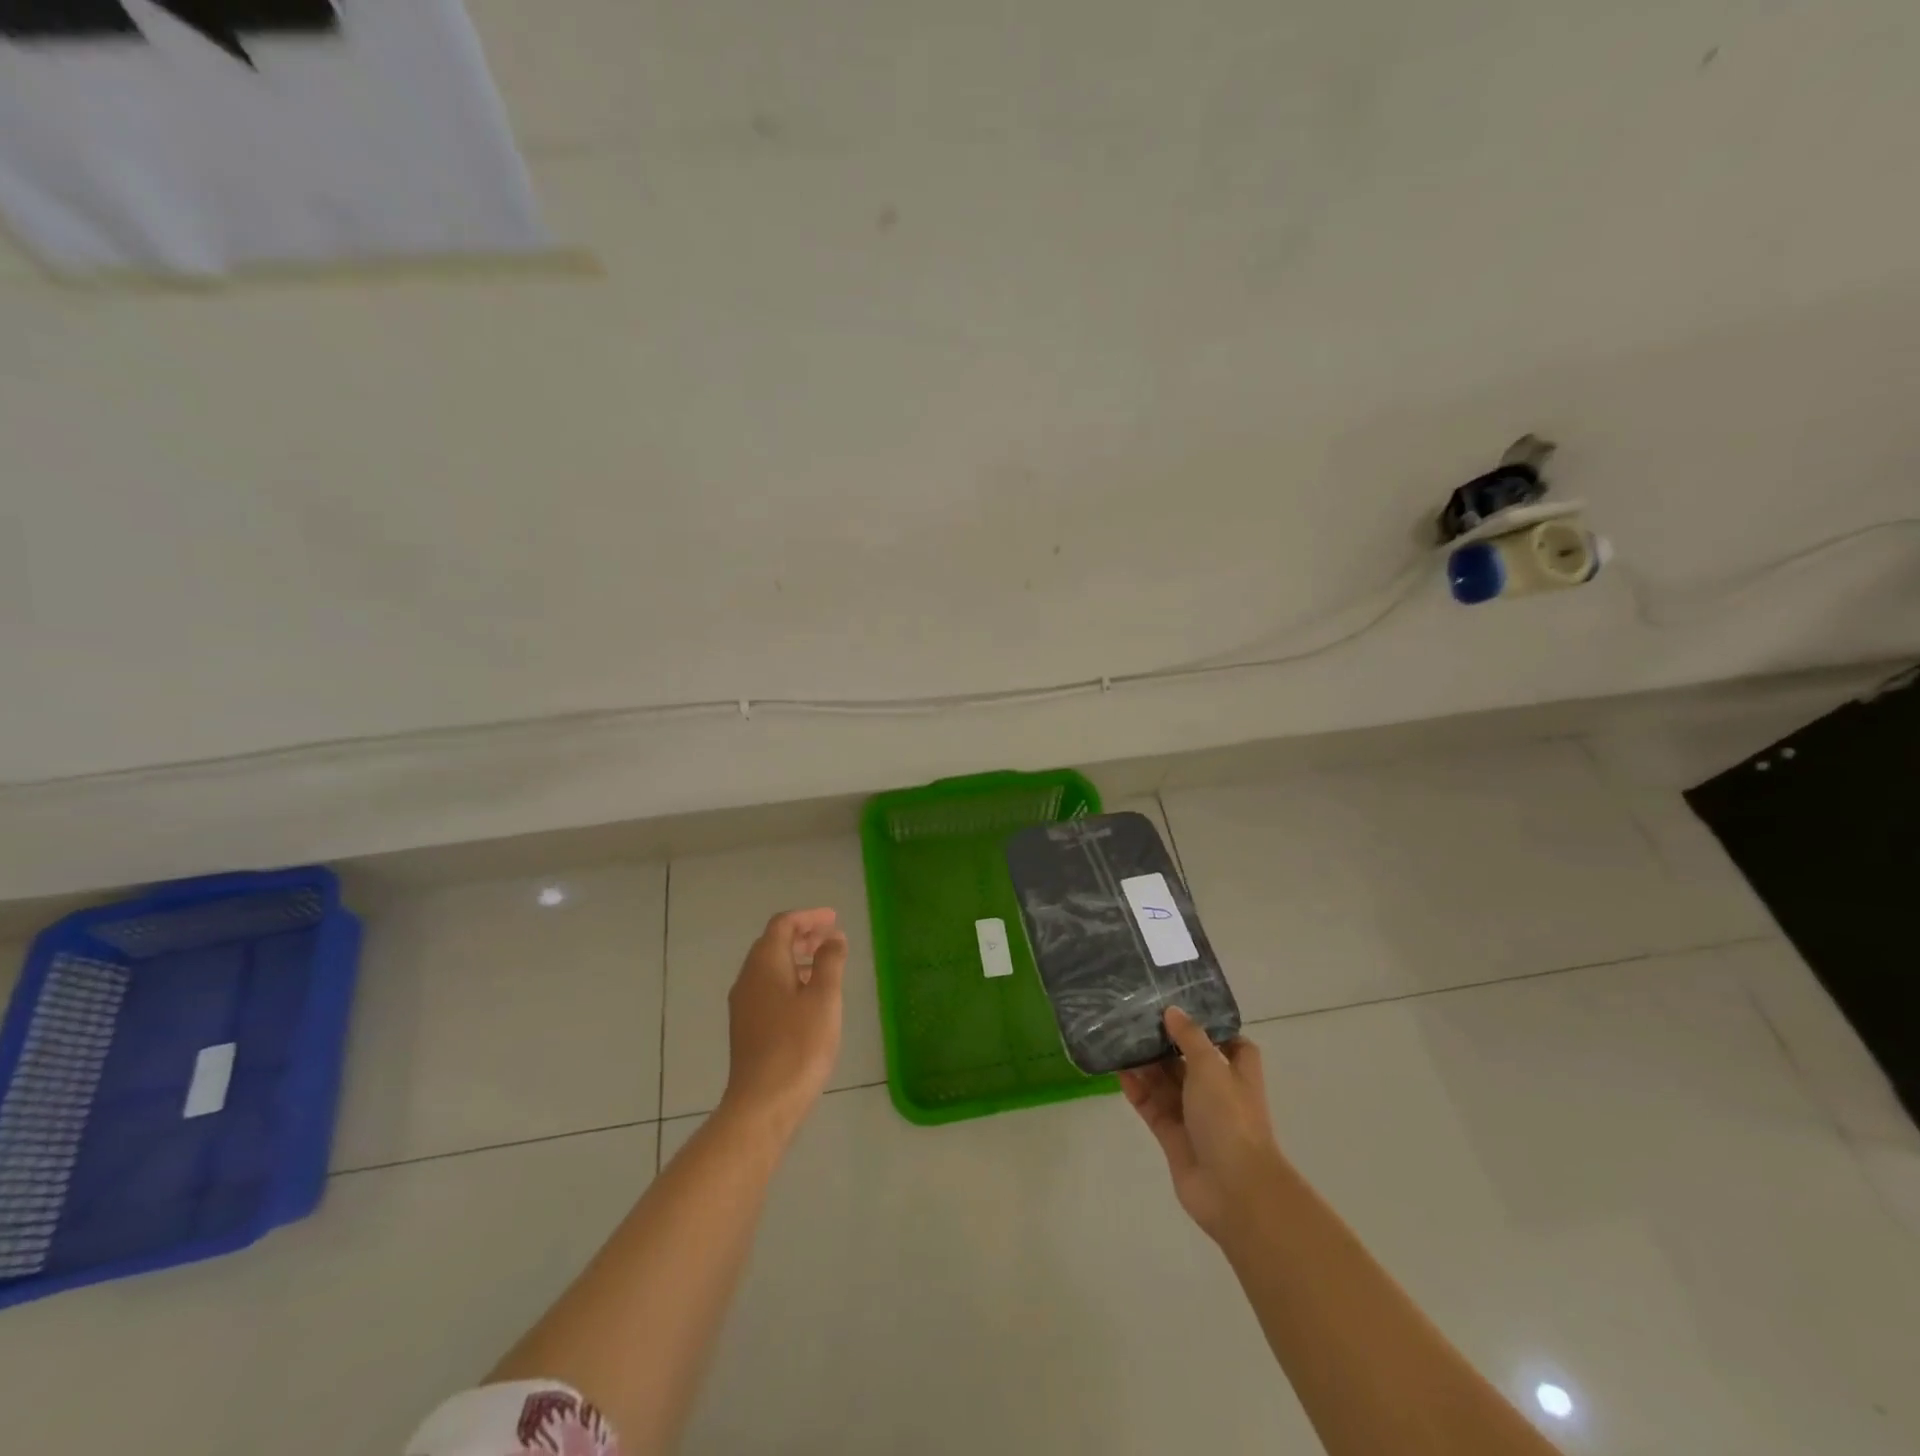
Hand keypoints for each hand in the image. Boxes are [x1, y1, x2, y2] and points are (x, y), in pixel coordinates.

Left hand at [720, 909, 847, 1140]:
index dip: (808, 917)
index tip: (833, 919)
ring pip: (769, 967)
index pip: (783, 925)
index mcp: (765, 964)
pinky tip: (808, 998)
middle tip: (830, 937)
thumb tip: (833, 938)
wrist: (763, 1103)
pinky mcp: (746, 1027)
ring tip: (824, 965)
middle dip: (802, 935)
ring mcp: (744, 1005)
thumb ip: (830, 961)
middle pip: (772, 943)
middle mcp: (748, 979)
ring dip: (796, 958)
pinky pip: (767, 987)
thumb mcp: (824, 997)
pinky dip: (789, 979)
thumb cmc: (799, 1044)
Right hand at [1120, 1007, 1286, 1242]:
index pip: (1230, 1044)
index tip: (1184, 1010)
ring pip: (1167, 1084)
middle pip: (1189, 1062)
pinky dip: (1137, 1091)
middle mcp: (1217, 1093)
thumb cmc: (1230, 1118)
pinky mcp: (1173, 1137)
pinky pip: (1152, 1107)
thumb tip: (1173, 1011)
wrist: (1233, 1189)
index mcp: (1237, 1074)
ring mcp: (1194, 1117)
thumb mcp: (1211, 1067)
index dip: (1212, 1028)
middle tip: (1136, 1019)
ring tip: (1121, 1040)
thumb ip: (1190, 1037)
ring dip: (1147, 1065)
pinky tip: (1119, 1072)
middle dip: (1166, 1043)